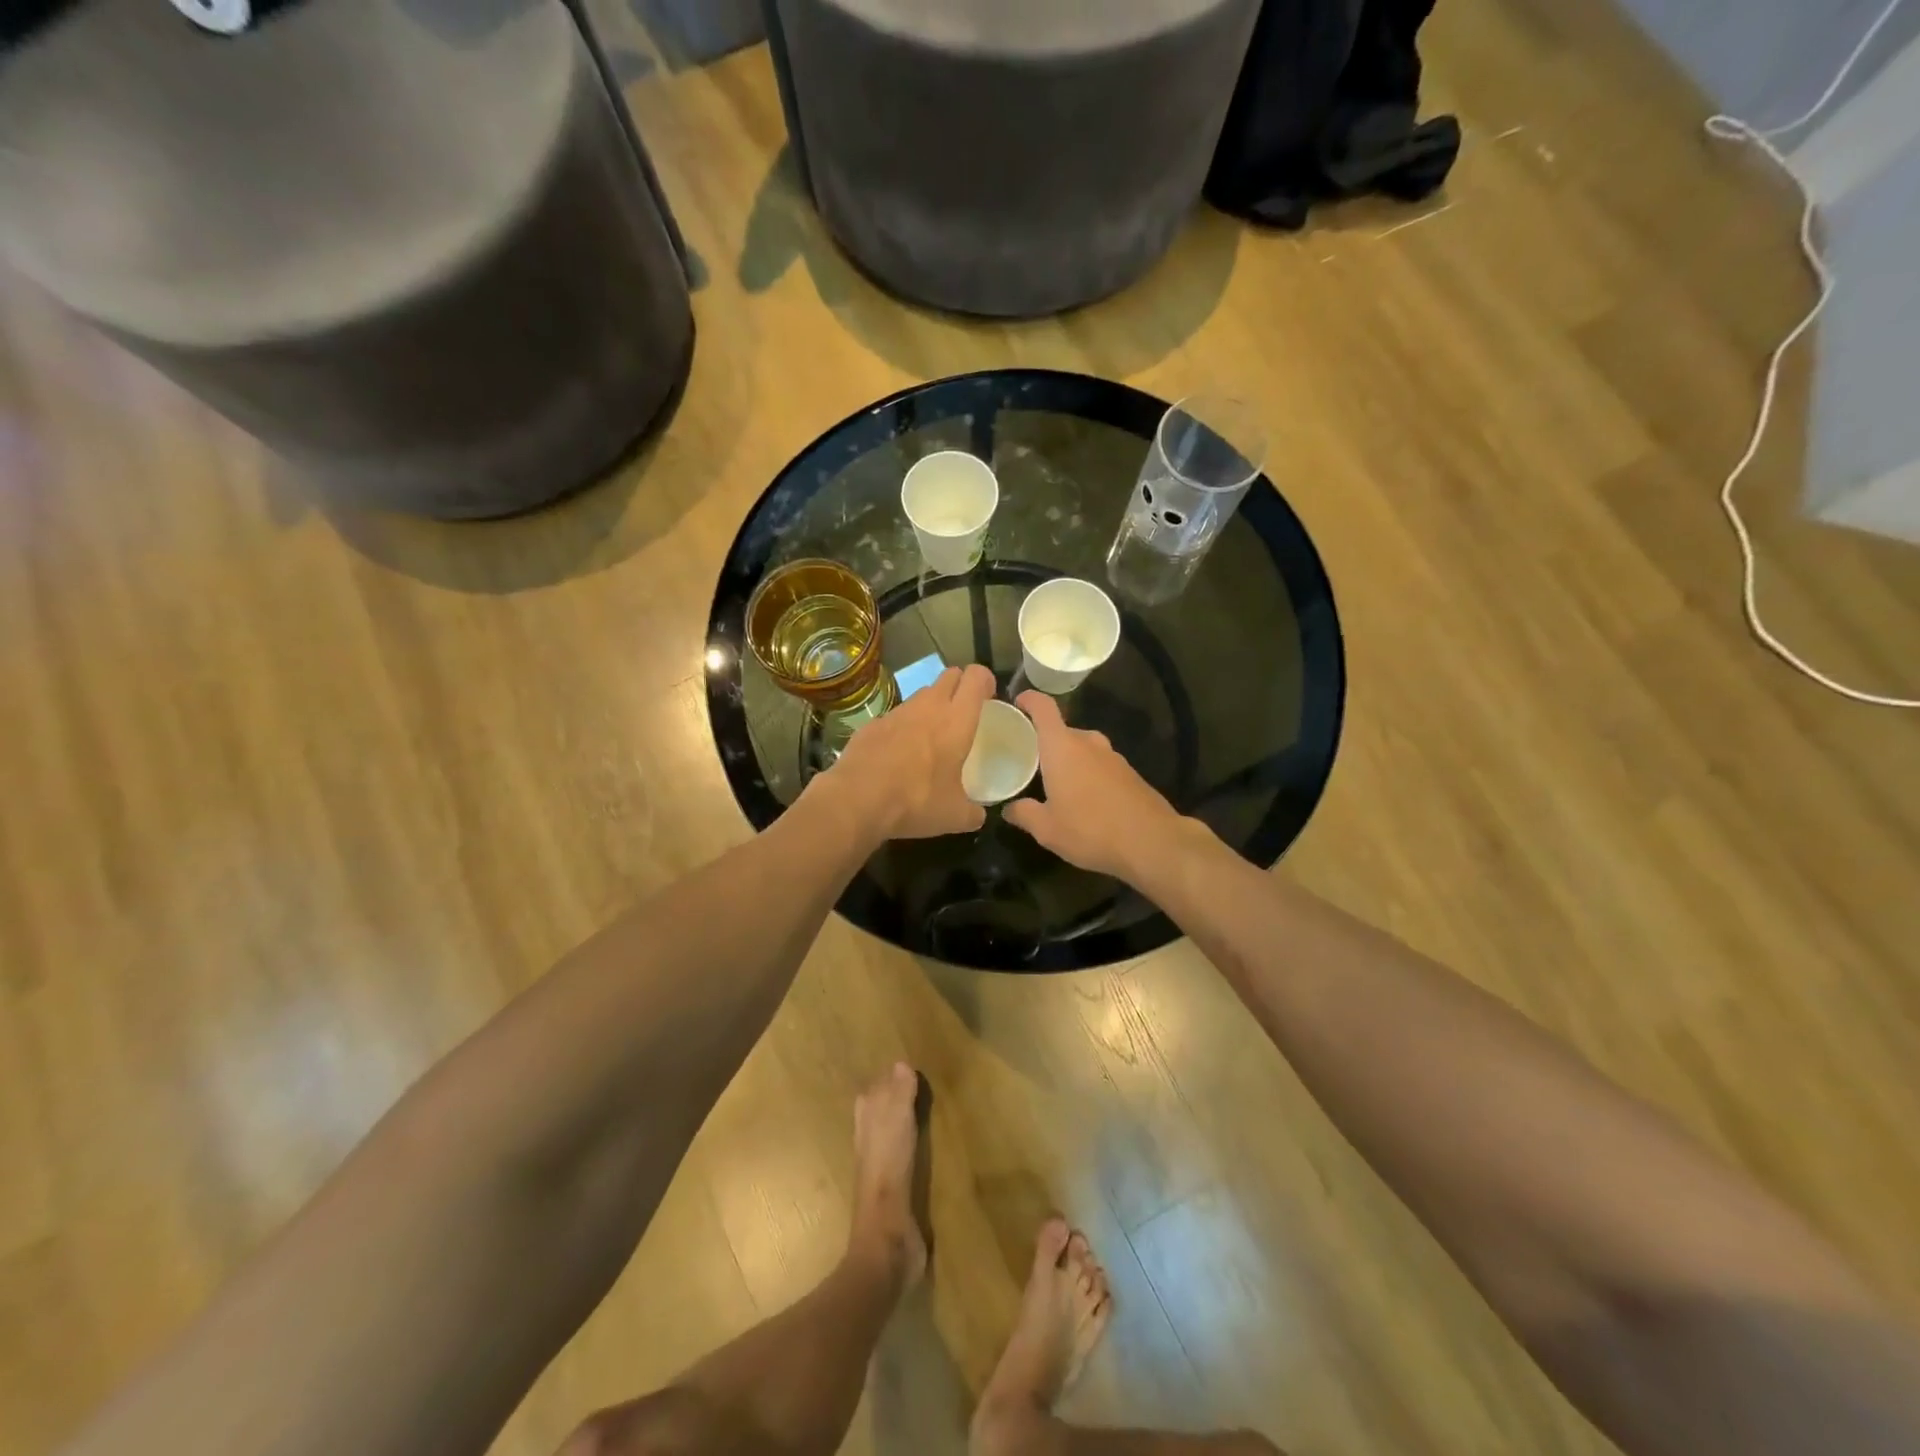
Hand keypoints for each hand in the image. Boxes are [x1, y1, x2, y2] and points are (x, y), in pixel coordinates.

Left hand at [821, 664, 996, 838]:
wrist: (857, 800)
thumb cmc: (916, 801)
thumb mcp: (955, 816)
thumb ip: (973, 812)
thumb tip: (978, 816)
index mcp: (956, 720)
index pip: (976, 677)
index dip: (986, 681)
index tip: (989, 698)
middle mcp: (928, 706)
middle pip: (950, 675)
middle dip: (960, 686)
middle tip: (963, 713)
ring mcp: (897, 712)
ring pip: (921, 694)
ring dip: (931, 706)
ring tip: (931, 737)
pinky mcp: (872, 724)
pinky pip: (896, 716)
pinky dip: (903, 727)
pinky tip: (898, 754)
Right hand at [1003, 691, 1188, 880]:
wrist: (1152, 842)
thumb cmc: (1090, 830)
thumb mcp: (1047, 829)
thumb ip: (1024, 814)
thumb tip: (1009, 809)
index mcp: (1062, 747)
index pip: (1043, 708)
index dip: (1029, 700)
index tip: (1017, 702)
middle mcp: (1088, 743)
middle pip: (1062, 731)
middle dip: (1045, 743)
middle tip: (1029, 761)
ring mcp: (1113, 757)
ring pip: (1083, 749)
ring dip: (1069, 760)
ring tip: (1056, 784)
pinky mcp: (1130, 774)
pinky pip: (1100, 765)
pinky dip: (1088, 774)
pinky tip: (1085, 800)